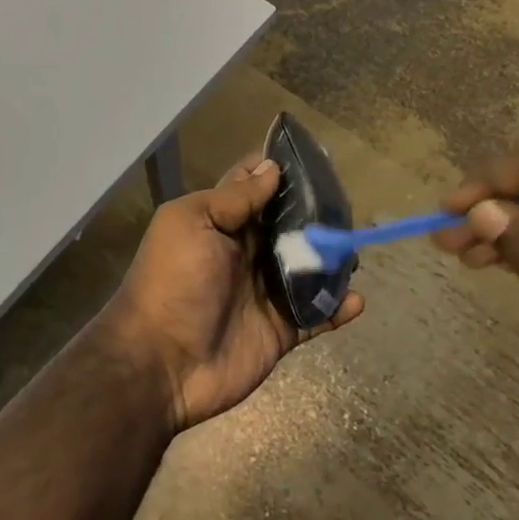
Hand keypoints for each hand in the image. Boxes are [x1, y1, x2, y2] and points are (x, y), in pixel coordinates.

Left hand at [101, 155, 363, 434]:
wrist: (161, 362)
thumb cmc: (174, 281)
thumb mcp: (193, 223)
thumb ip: (234, 198)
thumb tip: (271, 166)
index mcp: (220, 222)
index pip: (253, 187)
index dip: (278, 171)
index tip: (314, 157)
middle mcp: (245, 252)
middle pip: (289, 225)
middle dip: (317, 214)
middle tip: (348, 205)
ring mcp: (264, 292)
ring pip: (308, 267)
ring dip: (332, 259)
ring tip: (353, 249)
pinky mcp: (280, 330)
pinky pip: (316, 315)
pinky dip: (338, 307)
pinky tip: (356, 299)